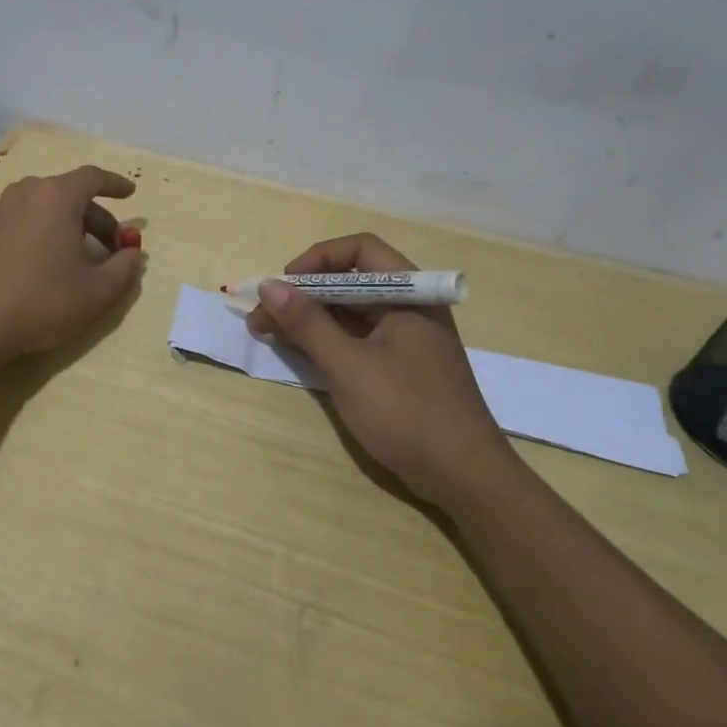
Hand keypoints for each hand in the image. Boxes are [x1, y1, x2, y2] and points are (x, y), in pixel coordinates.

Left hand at [0, 165, 145, 364]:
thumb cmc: (44, 303)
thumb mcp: (99, 292)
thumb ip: (125, 267)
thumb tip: (133, 253)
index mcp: (59, 199)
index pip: (92, 178)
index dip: (114, 184)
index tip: (130, 194)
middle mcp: (25, 194)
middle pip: (66, 193)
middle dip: (93, 216)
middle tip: (108, 249)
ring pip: (31, 199)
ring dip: (54, 214)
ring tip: (65, 241)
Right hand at [246, 233, 509, 503]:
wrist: (463, 476)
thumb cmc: (406, 412)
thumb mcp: (348, 365)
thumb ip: (307, 322)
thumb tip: (269, 285)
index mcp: (409, 294)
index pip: (360, 249)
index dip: (318, 259)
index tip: (285, 284)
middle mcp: (409, 307)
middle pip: (351, 281)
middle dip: (304, 293)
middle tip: (263, 315)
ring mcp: (405, 339)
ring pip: (350, 312)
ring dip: (309, 318)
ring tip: (266, 332)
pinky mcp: (399, 366)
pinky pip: (357, 339)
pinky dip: (326, 340)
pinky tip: (296, 350)